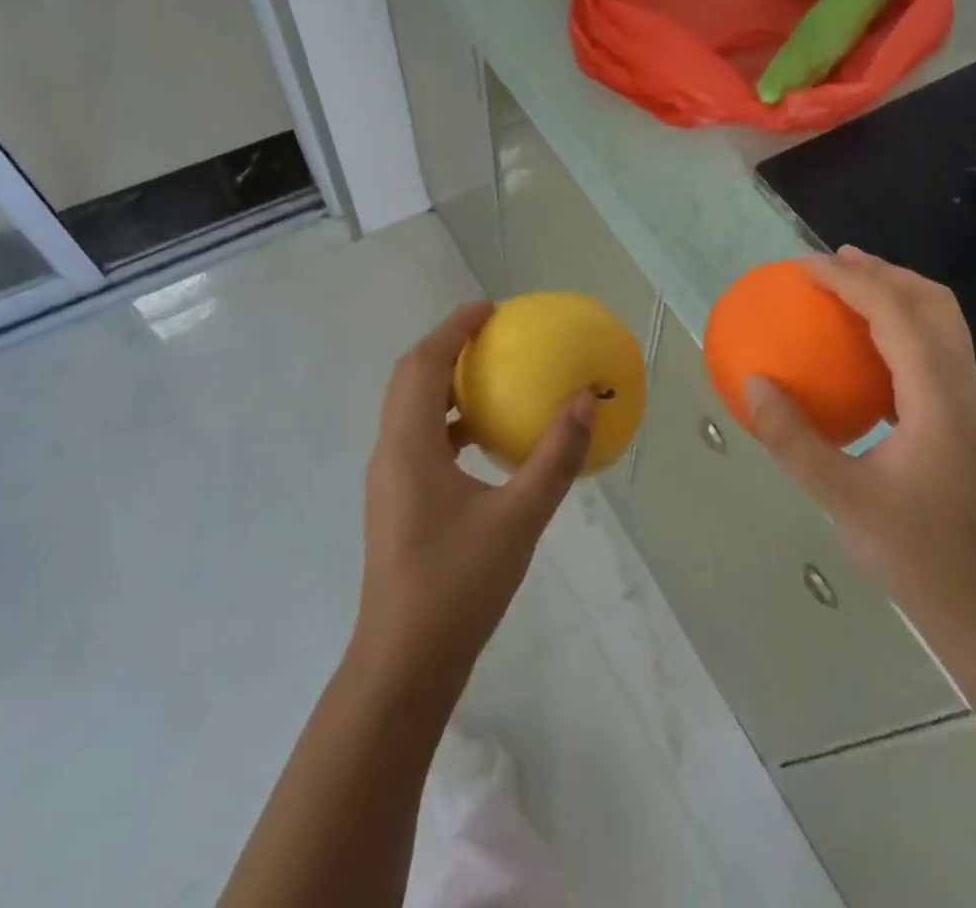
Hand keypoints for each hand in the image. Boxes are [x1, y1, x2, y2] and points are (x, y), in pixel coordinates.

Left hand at [353, 302, 594, 688]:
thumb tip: (585, 401)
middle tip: (492, 335)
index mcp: (408, 447)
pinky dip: (450, 422)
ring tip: (491, 377)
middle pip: (410, 380)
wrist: (404, 666)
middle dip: (447, 348)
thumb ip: (554, 458)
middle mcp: (390, 454)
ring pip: (412, 411)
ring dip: (446, 384)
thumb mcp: (519, 519)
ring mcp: (390, 481)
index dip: (452, 328)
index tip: (489, 310)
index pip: (421, 364)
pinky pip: (421, 441)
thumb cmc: (457, 587)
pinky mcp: (398, 505)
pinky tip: (485, 441)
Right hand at [743, 247, 975, 654]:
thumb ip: (794, 440)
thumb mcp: (844, 501)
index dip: (851, 279)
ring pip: (944, 326)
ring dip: (898, 295)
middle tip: (831, 262)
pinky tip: (868, 355)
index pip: (897, 313)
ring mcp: (974, 408)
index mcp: (939, 399)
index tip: (805, 265)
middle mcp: (965, 390)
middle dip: (883, 271)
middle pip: (934, 303)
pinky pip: (938, 353)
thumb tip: (753, 382)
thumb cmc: (922, 560)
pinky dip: (903, 329)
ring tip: (850, 290)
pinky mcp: (970, 426)